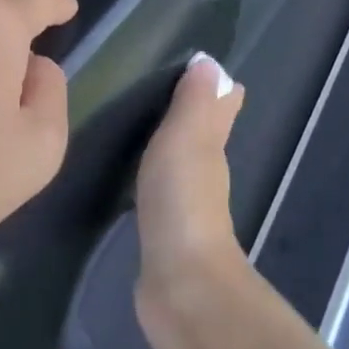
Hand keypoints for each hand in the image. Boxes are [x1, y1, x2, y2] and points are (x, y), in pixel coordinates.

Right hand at [133, 54, 249, 348]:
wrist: (182, 287)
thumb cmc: (183, 203)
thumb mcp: (186, 141)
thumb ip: (194, 103)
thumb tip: (210, 61)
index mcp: (210, 149)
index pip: (220, 109)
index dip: (216, 89)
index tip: (199, 66)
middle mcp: (204, 175)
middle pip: (201, 135)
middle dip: (189, 113)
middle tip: (155, 88)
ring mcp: (184, 207)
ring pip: (179, 163)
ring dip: (167, 146)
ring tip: (136, 124)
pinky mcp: (161, 234)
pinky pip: (155, 192)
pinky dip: (149, 177)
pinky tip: (128, 176)